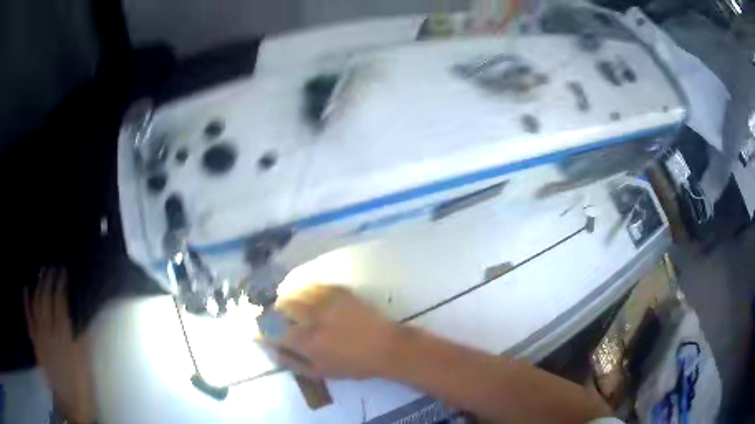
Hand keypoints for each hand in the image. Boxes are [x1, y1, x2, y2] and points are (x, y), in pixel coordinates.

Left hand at [25, 267, 95, 423]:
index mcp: (64, 338)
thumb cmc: (82, 390)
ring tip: (41, 272)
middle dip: (49, 280)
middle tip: (53, 267)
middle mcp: (50, 332)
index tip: (64, 270)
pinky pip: (29, 319)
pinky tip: (26, 288)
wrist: (72, 408)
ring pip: (36, 304)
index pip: (61, 302)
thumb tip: (83, 318)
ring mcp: (40, 337)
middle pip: (47, 299)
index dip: (61, 284)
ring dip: (38, 286)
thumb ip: (83, 341)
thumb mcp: (87, 368)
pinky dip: (26, 303)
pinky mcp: (36, 343)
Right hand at [269, 285, 399, 379]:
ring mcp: (326, 302)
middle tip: (272, 316)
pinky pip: (312, 285)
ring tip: (285, 303)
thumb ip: (292, 362)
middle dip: (271, 311)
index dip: (260, 329)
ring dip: (285, 298)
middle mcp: (312, 318)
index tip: (257, 330)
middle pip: (280, 306)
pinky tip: (304, 294)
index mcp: (306, 341)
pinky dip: (303, 289)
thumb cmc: (353, 365)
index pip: (272, 330)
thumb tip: (272, 350)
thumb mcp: (321, 372)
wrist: (385, 347)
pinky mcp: (338, 291)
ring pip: (294, 292)